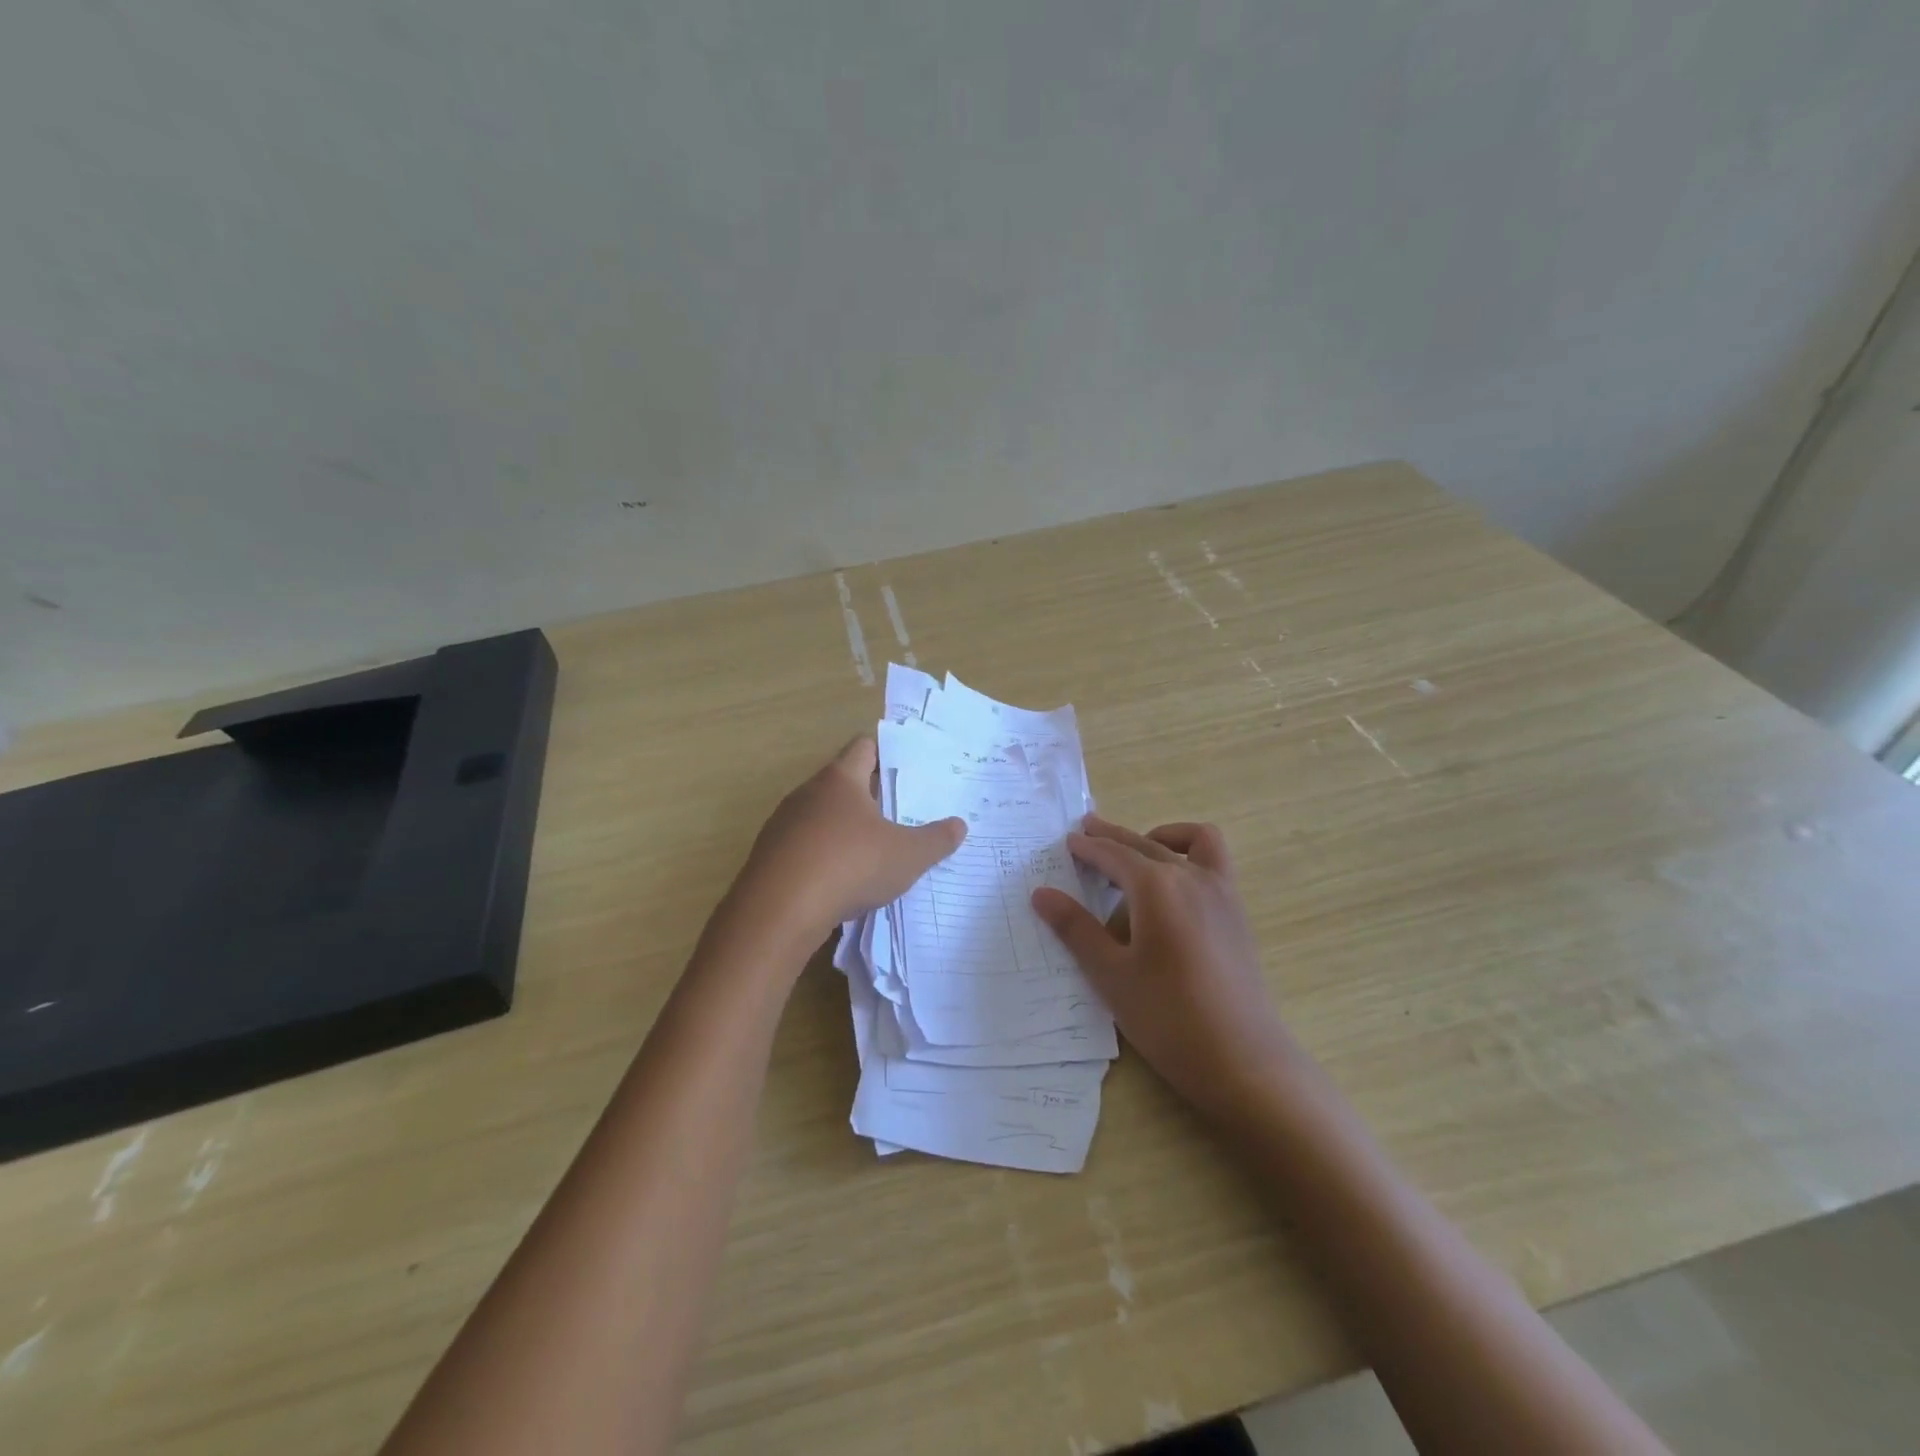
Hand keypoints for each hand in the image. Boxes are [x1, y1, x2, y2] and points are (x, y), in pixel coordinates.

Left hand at [728, 736, 966, 953]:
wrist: (778, 911)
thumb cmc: (850, 866)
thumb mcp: (907, 856)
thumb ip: (936, 839)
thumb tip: (959, 825)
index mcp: (840, 779)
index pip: (863, 747)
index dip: (885, 752)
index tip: (906, 767)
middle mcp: (807, 792)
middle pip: (841, 781)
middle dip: (868, 795)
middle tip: (898, 812)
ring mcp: (783, 824)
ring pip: (819, 815)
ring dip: (842, 828)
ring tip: (871, 850)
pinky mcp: (768, 856)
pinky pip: (802, 846)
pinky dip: (821, 856)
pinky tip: (838, 881)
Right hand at [1031, 817, 1305, 1122]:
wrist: (1243, 1061)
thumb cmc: (1167, 1018)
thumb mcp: (1111, 975)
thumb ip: (1076, 929)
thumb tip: (1041, 893)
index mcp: (1156, 887)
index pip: (1113, 855)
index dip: (1088, 848)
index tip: (1068, 842)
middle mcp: (1191, 877)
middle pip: (1145, 843)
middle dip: (1113, 837)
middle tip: (1087, 832)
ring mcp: (1221, 892)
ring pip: (1187, 843)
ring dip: (1157, 837)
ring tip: (1134, 851)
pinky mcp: (1236, 913)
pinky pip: (1213, 861)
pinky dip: (1190, 854)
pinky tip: (1173, 885)